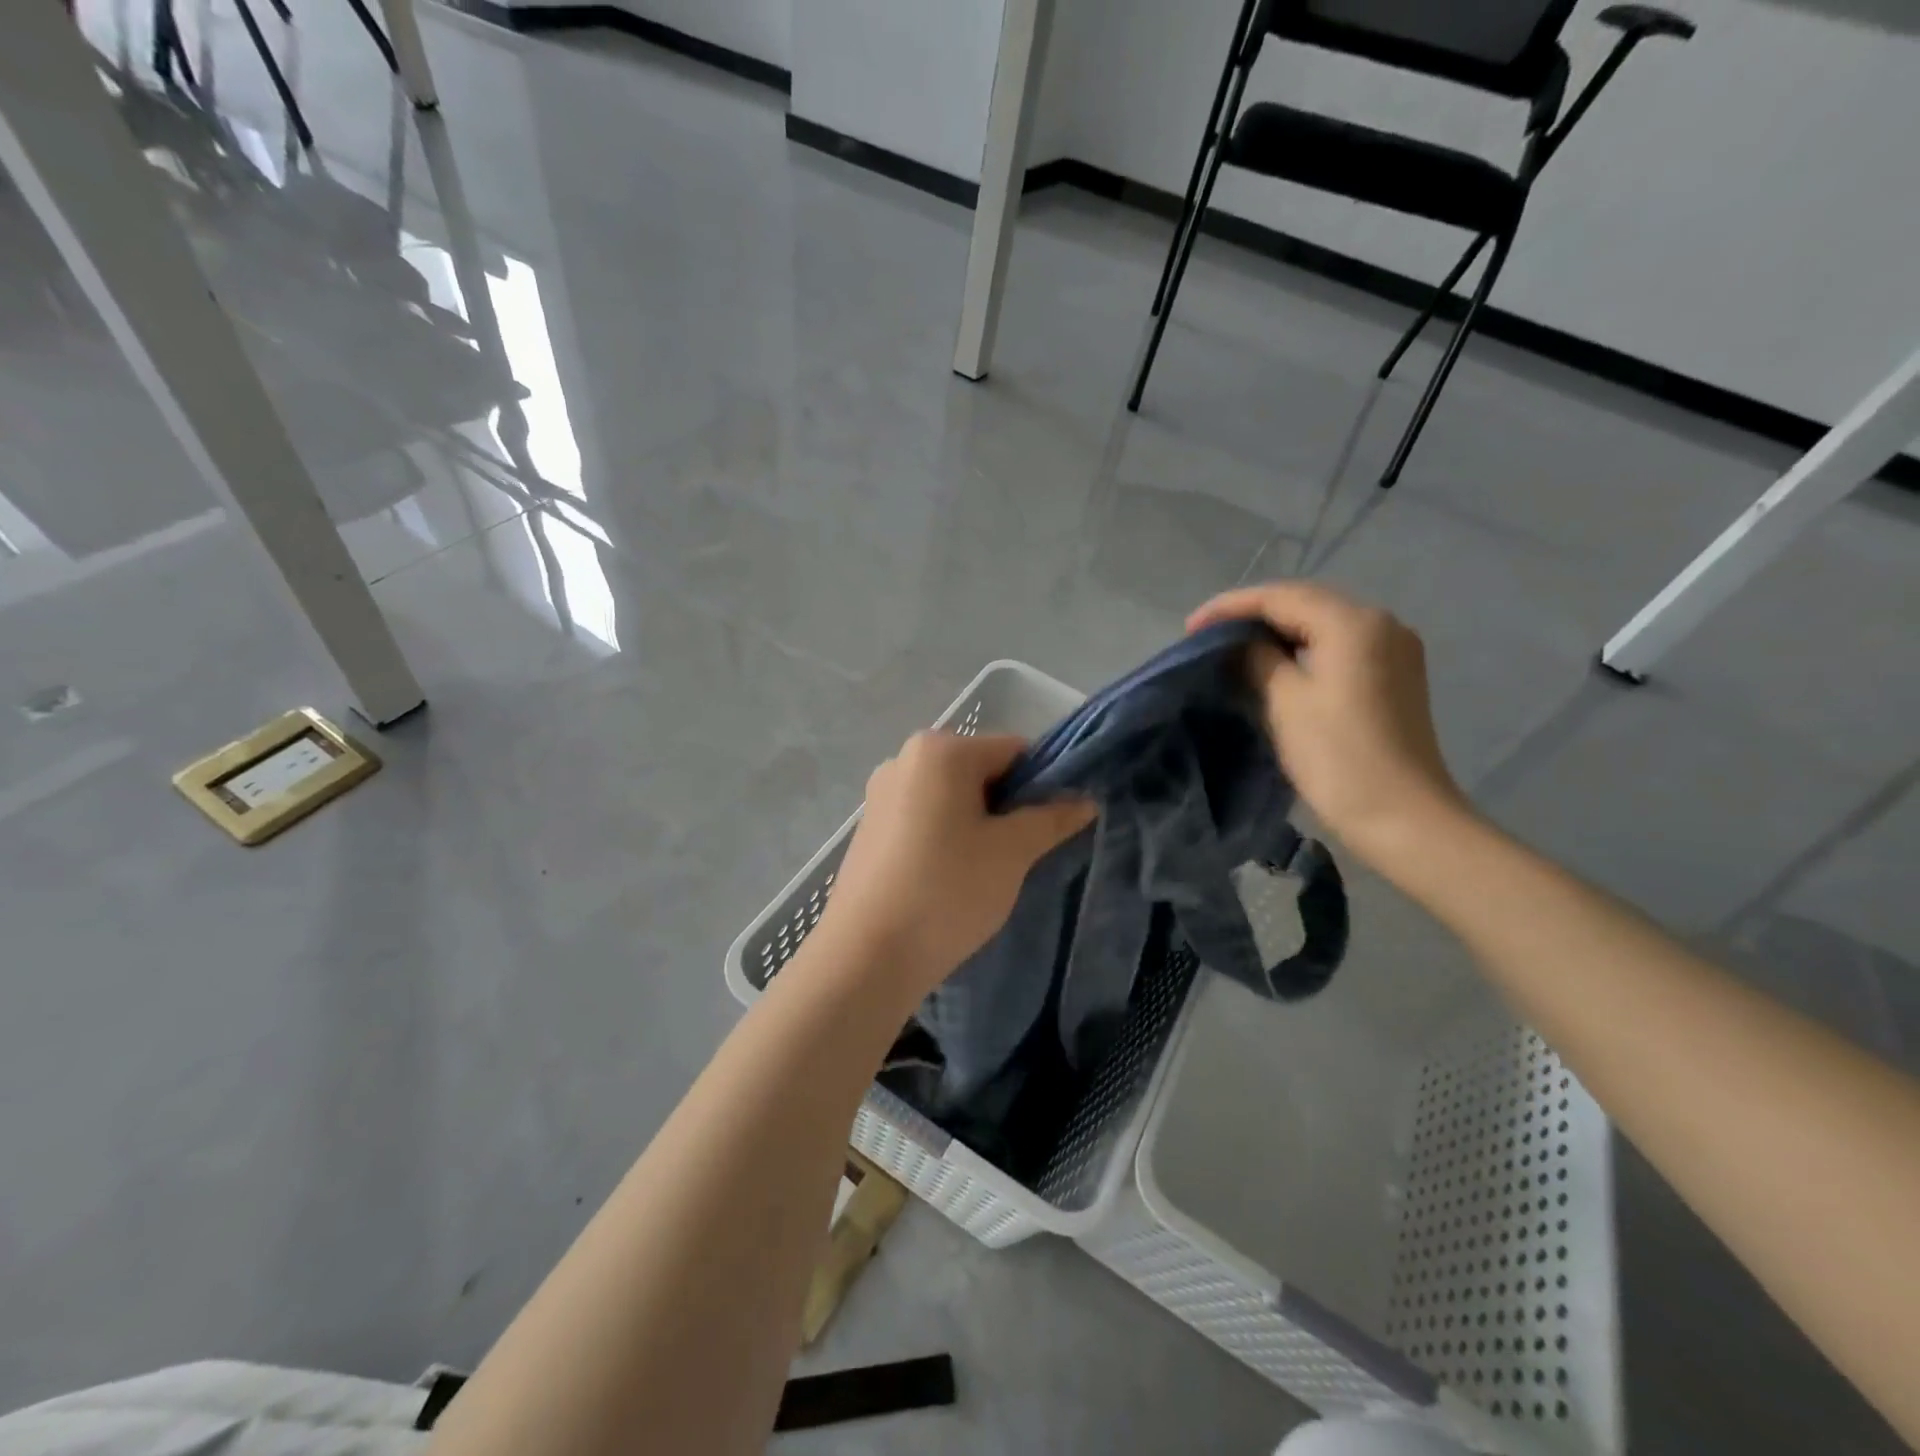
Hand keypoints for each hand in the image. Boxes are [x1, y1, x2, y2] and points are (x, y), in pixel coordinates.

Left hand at [820, 732, 1094, 1002]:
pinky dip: (947, 836)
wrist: (866, 955)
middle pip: (980, 770)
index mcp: (940, 750)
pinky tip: (952, 876)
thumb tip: (1084, 800)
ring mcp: (882, 793)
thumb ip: (1051, 818)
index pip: (1013, 750)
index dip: (1044, 784)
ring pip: (953, 798)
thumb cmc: (947, 891)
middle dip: (1008, 805)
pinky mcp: (870, 827)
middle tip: (1023, 852)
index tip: (1054, 825)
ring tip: (988, 870)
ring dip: (979, 824)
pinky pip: (925, 817)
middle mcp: (905, 758)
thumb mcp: (1012, 852)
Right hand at [1189, 581, 1470, 872]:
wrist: (1403, 817)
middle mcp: (1380, 622)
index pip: (1280, 597)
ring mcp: (1393, 647)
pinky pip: (1339, 644)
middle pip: (1305, 602)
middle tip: (1208, 634)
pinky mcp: (1395, 674)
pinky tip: (1276, 662)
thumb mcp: (1285, 703)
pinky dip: (1303, 646)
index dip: (1230, 607)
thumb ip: (1257, 660)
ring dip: (1277, 629)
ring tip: (1233, 646)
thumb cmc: (1338, 758)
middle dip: (1253, 614)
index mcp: (1353, 623)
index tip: (1189, 629)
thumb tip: (1240, 643)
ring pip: (1323, 622)